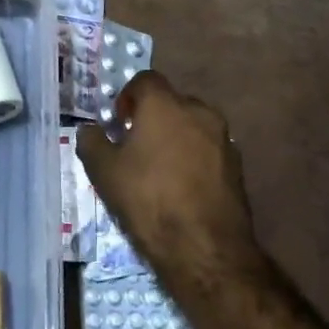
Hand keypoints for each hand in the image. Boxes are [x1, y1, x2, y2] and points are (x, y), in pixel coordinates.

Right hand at [76, 72, 265, 320]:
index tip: (119, 122)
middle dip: (153, 117)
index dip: (128, 96)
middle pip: (172, 102)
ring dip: (176, 137)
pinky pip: (208, 150)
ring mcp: (223, 139)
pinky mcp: (238, 167)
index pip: (145, 80)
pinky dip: (194, 158)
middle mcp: (199, 112)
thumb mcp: (103, 171)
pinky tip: (181, 186)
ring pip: (193, 126)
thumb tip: (90, 129)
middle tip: (136, 144)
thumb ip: (92, 141)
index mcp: (165, 105)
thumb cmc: (147, 199)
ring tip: (159, 168)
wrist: (205, 248)